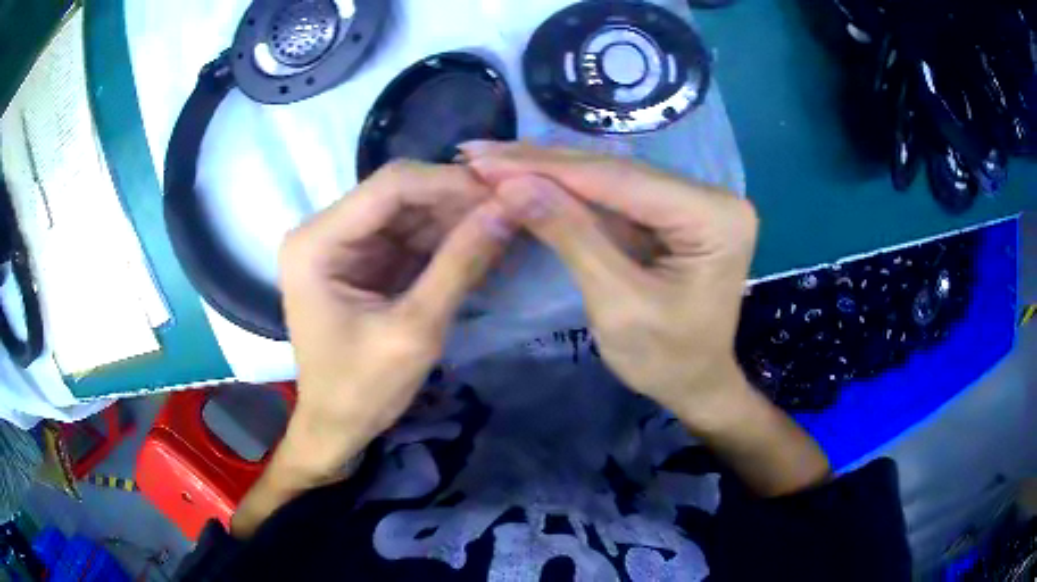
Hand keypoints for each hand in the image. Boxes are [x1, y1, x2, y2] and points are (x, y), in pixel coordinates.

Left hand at [234, 161, 517, 536]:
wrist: (336, 427)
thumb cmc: (362, 390)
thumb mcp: (415, 331)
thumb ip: (460, 264)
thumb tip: (509, 208)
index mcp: (316, 243)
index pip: (390, 186)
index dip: (450, 183)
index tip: (506, 192)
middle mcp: (323, 230)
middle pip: (399, 193)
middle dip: (457, 199)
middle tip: (513, 207)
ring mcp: (343, 243)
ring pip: (409, 210)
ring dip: (456, 217)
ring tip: (507, 222)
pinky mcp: (362, 259)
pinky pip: (409, 235)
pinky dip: (446, 239)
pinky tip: (483, 241)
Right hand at [461, 142, 756, 418]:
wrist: (696, 384)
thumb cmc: (666, 359)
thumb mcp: (617, 304)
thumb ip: (570, 236)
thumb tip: (512, 185)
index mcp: (713, 217)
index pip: (619, 180)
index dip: (545, 168)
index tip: (483, 159)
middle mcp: (709, 195)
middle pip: (614, 171)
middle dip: (541, 163)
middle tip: (477, 153)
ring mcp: (693, 199)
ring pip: (609, 177)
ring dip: (548, 170)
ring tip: (492, 160)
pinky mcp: (674, 209)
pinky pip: (614, 193)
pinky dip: (568, 188)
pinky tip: (528, 175)